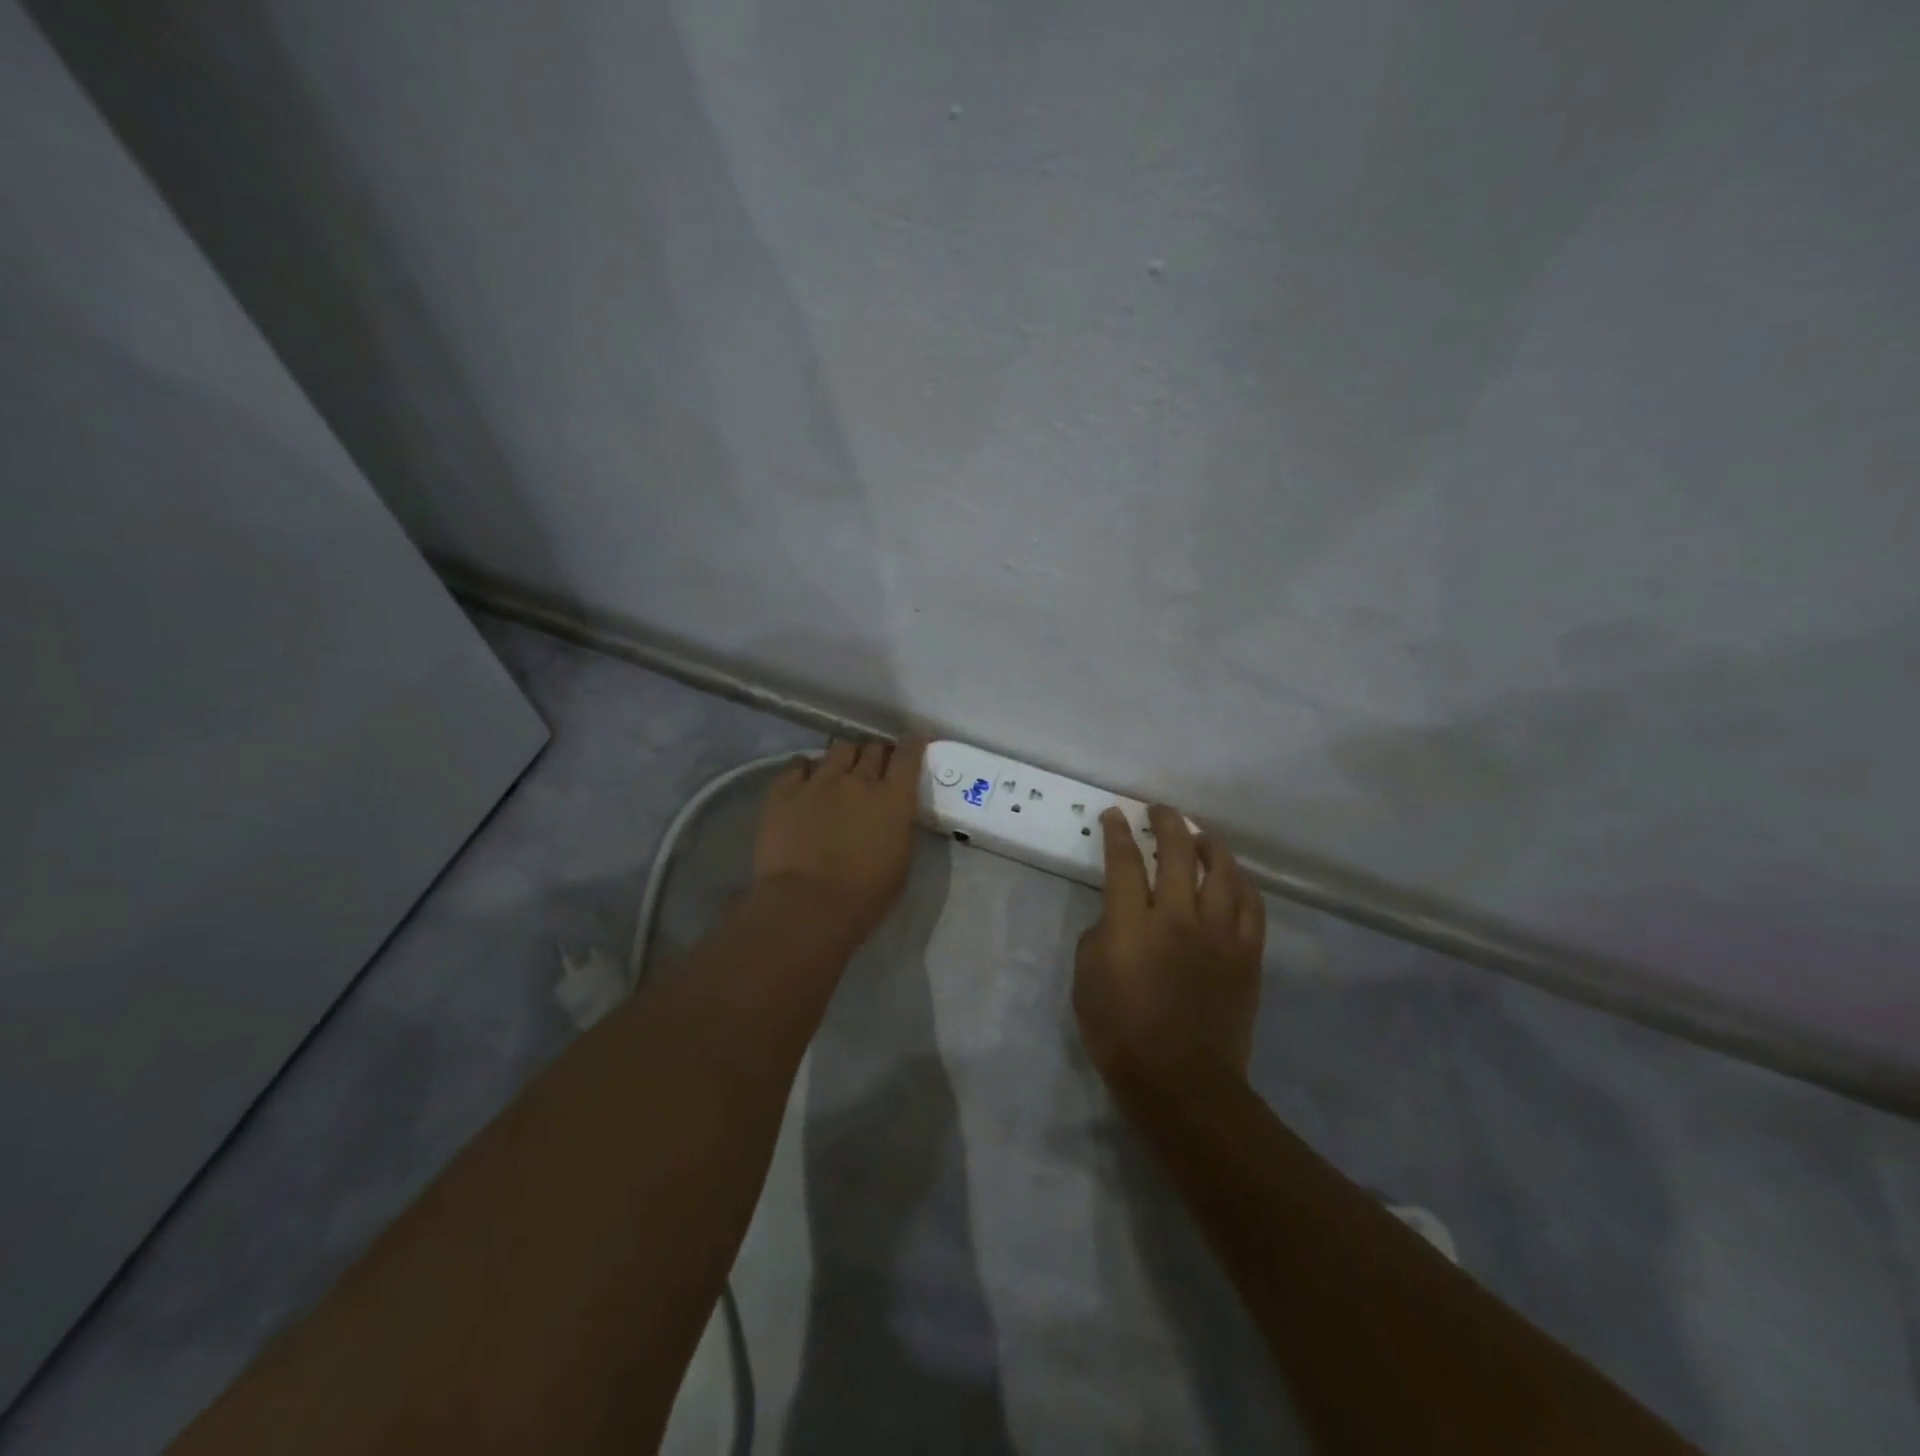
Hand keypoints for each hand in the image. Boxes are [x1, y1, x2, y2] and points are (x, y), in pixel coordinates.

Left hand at [753, 737, 926, 947]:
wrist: (807, 906)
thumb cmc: (864, 895)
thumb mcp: (901, 860)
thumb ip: (898, 825)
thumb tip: (893, 811)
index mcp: (893, 798)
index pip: (908, 754)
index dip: (912, 744)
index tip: (913, 743)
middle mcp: (858, 779)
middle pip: (872, 748)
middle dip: (877, 753)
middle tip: (875, 767)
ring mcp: (819, 781)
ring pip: (838, 749)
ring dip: (845, 758)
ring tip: (840, 772)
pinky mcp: (784, 790)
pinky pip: (798, 765)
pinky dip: (807, 769)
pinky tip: (806, 781)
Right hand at [1073, 804, 1265, 1094]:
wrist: (1183, 1083)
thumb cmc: (1121, 1035)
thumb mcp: (1085, 982)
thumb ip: (1099, 938)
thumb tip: (1116, 919)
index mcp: (1132, 925)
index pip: (1124, 862)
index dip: (1118, 832)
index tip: (1115, 815)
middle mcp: (1178, 917)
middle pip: (1177, 852)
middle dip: (1167, 822)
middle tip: (1159, 811)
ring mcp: (1219, 934)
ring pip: (1223, 870)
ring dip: (1208, 844)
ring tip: (1199, 837)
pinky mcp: (1247, 954)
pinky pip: (1251, 905)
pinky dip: (1241, 884)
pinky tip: (1232, 879)